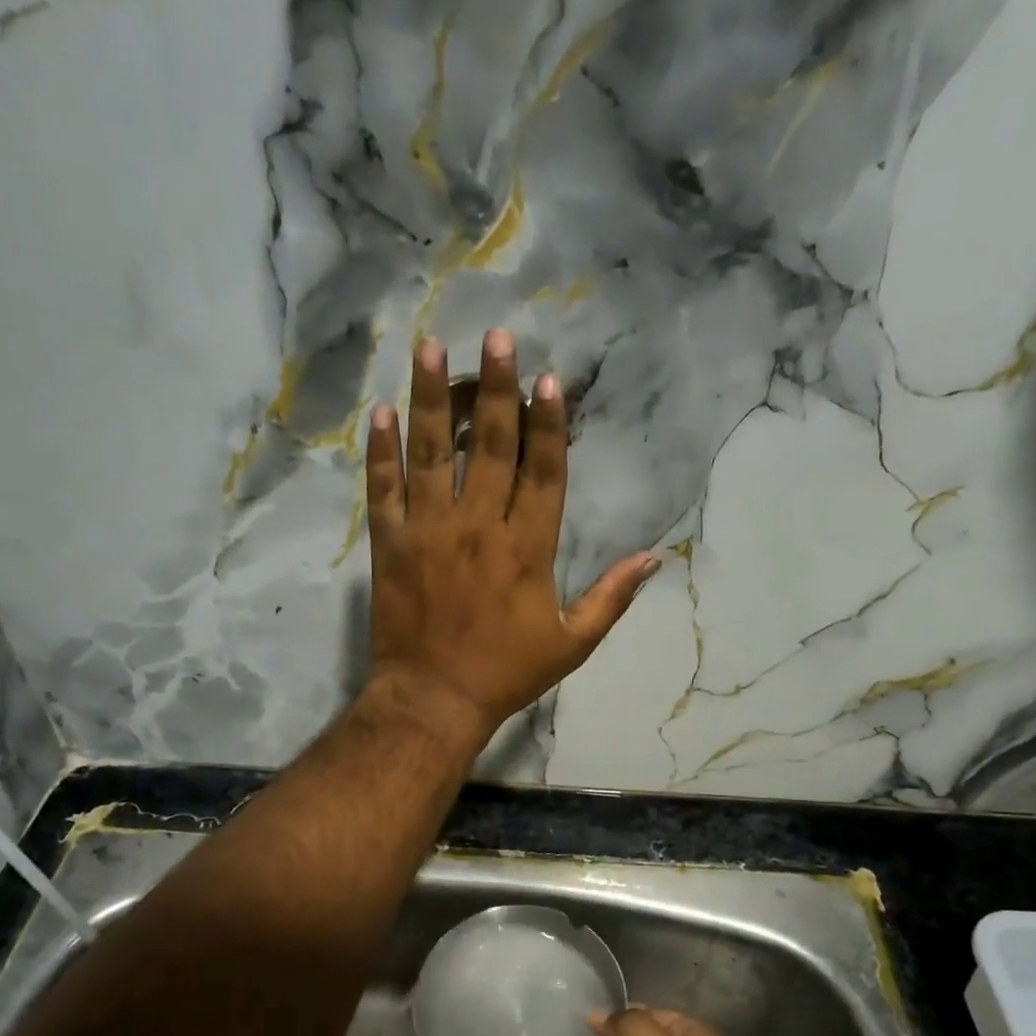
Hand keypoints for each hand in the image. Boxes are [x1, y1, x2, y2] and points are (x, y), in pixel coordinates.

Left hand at [364, 330, 657, 740]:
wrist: (434, 699)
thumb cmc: (506, 674)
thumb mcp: (573, 644)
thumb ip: (612, 598)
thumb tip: (654, 558)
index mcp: (527, 548)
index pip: (543, 472)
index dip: (548, 424)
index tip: (548, 379)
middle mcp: (479, 527)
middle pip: (491, 446)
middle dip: (497, 388)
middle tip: (497, 337)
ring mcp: (430, 531)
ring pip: (433, 453)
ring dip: (433, 398)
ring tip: (432, 347)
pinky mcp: (390, 544)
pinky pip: (385, 489)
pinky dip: (382, 451)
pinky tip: (382, 412)